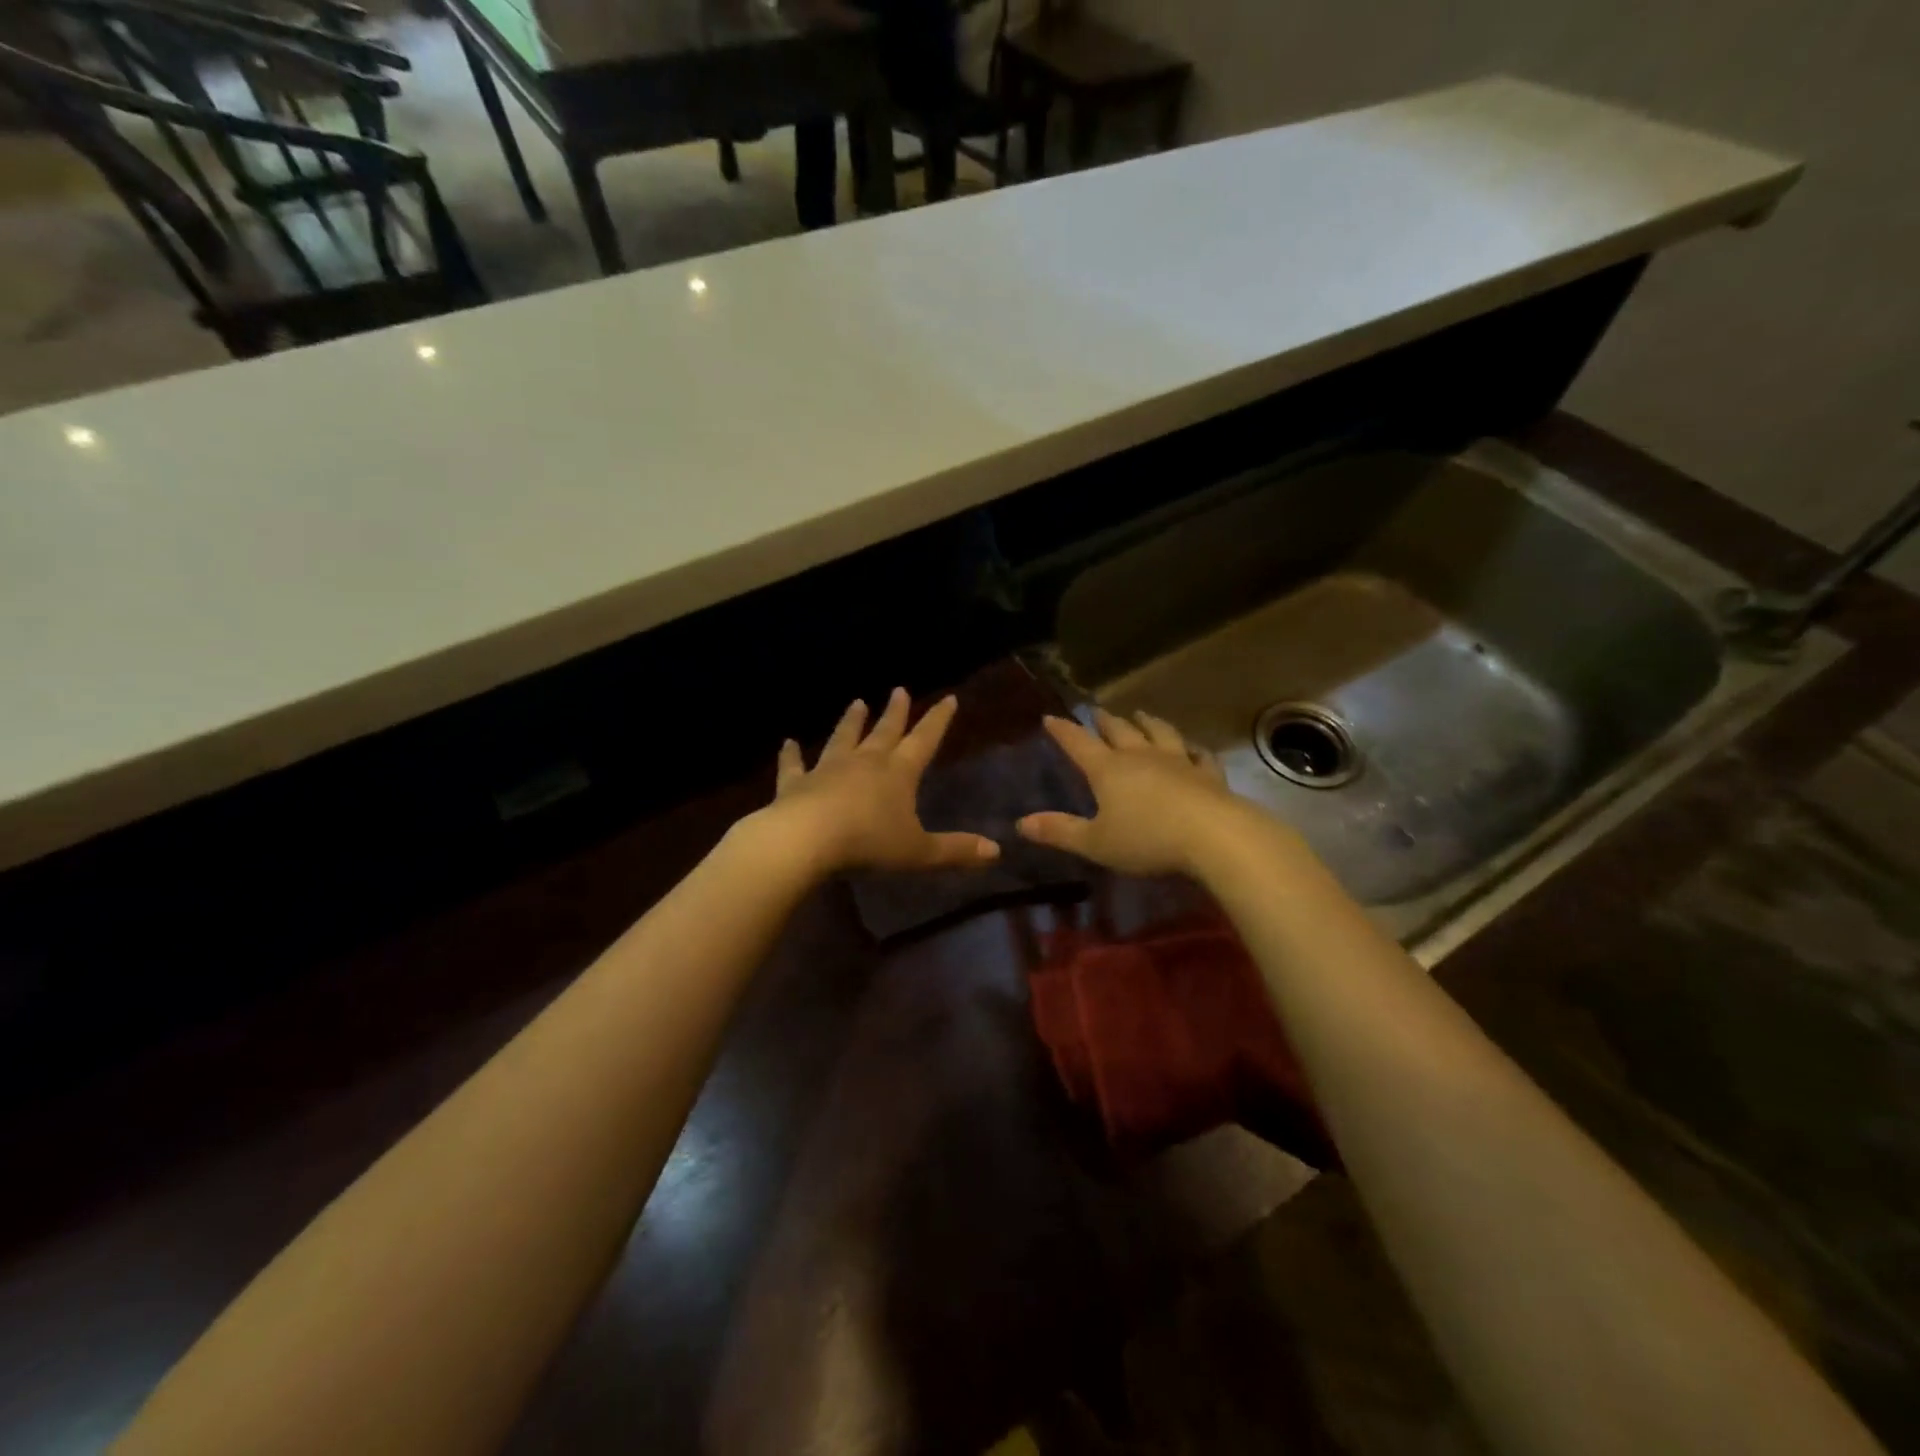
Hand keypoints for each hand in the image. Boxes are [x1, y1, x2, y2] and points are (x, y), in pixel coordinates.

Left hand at [762, 689, 1000, 874]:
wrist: (806, 840)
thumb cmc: (868, 843)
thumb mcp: (919, 852)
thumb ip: (956, 851)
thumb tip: (996, 851)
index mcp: (898, 773)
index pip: (924, 740)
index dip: (938, 720)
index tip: (948, 698)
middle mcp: (865, 762)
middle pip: (884, 732)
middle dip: (895, 712)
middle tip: (899, 690)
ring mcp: (828, 770)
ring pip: (843, 739)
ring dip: (851, 722)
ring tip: (857, 702)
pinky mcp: (796, 784)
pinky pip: (794, 766)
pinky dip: (791, 755)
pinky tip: (788, 743)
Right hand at [1016, 708, 1250, 875]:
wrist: (1214, 836)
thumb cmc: (1147, 839)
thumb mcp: (1096, 842)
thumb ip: (1060, 832)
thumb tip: (1020, 823)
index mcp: (1108, 770)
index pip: (1078, 743)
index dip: (1063, 731)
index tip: (1050, 717)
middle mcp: (1141, 757)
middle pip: (1119, 731)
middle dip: (1104, 721)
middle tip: (1096, 711)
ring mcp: (1177, 762)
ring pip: (1159, 733)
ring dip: (1147, 723)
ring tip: (1141, 714)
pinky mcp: (1208, 774)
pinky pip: (1199, 755)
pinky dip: (1193, 748)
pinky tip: (1193, 746)